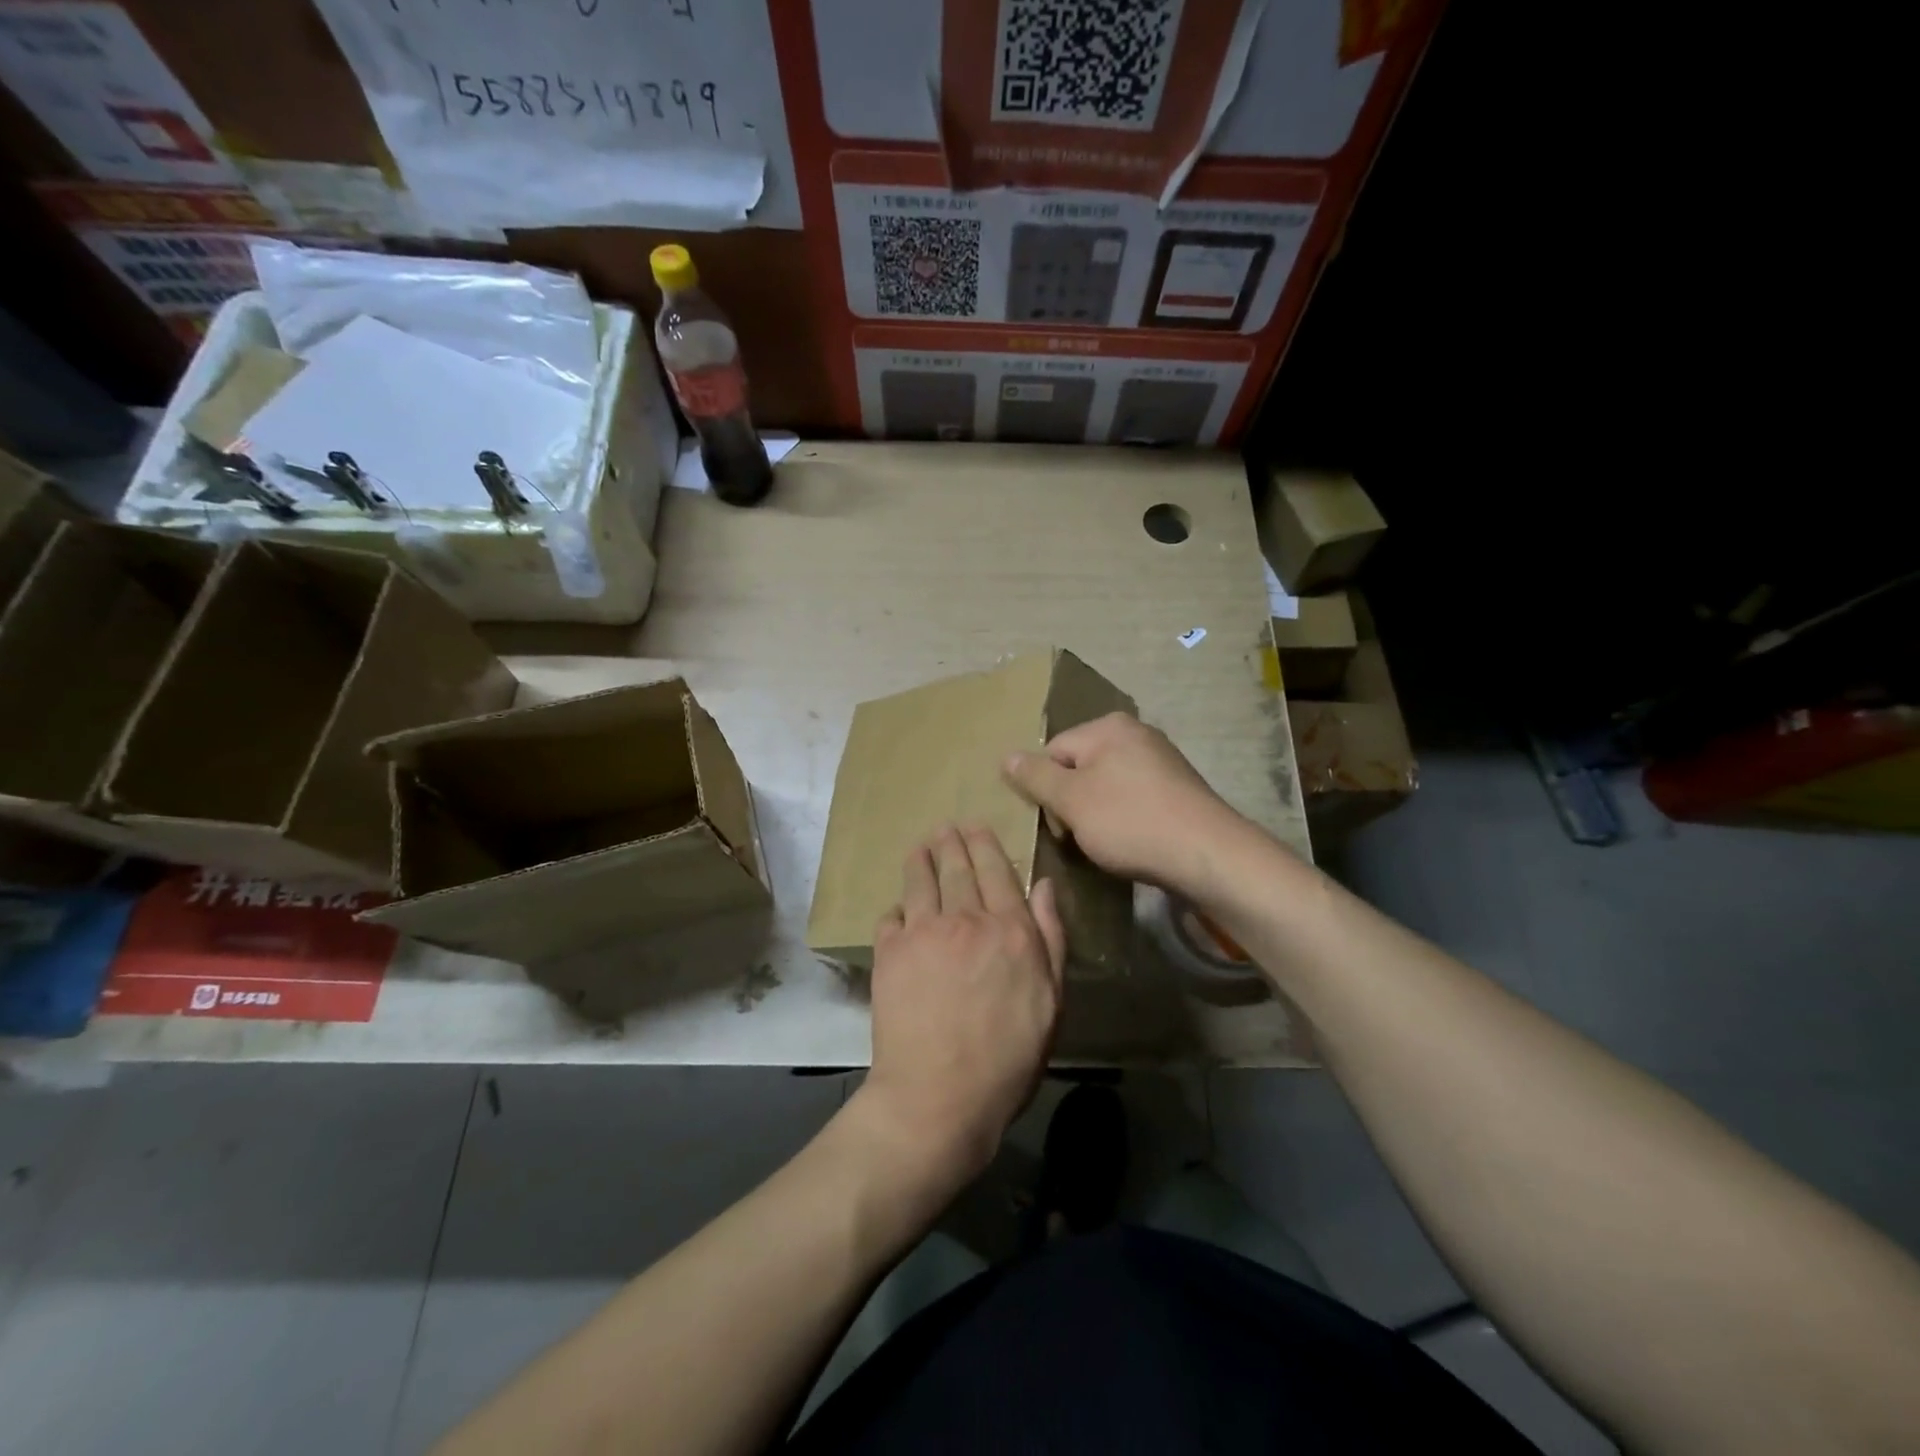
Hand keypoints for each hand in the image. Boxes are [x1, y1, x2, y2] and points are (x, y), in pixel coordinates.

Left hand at [858, 824, 1065, 1186]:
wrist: (939, 1095)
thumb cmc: (1008, 1057)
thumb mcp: (1052, 1001)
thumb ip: (1051, 938)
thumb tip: (1044, 885)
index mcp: (1010, 929)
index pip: (997, 872)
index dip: (985, 845)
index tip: (976, 826)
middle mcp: (965, 919)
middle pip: (957, 869)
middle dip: (952, 842)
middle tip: (945, 827)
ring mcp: (923, 932)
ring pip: (920, 883)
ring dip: (921, 860)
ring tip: (920, 848)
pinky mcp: (889, 952)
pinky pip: (891, 916)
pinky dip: (897, 907)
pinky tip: (898, 908)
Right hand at [1003, 712, 1249, 898]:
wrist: (1208, 855)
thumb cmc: (1130, 822)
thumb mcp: (1072, 800)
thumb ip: (1036, 777)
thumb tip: (1006, 756)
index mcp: (1108, 727)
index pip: (1054, 751)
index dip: (1047, 790)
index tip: (1059, 824)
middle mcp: (1136, 733)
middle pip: (1080, 767)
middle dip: (1072, 803)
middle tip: (1080, 837)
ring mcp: (1161, 760)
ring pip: (1106, 786)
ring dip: (1097, 814)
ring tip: (1107, 844)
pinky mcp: (1178, 788)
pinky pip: (1134, 798)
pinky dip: (1125, 819)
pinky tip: (1132, 842)